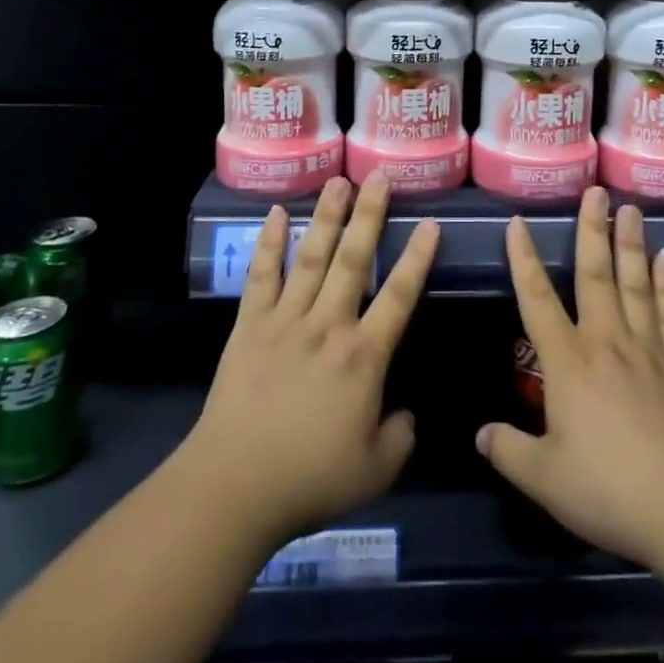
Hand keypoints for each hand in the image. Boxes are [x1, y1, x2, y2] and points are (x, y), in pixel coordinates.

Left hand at [182, 173, 438, 549]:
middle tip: (379, 176)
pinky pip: (261, 276)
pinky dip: (268, 243)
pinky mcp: (250, 325)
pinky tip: (275, 213)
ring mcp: (286, 320)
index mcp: (363, 357)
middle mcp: (328, 325)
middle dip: (369, 215)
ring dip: (326, 216)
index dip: (417, 259)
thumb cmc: (309, 479)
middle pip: (354, 259)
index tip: (430, 223)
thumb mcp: (376, 472)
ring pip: (311, 257)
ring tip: (337, 181)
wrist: (234, 486)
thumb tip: (407, 413)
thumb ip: (400, 436)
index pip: (399, 297)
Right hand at [476, 187, 663, 569]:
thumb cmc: (608, 489)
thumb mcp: (545, 479)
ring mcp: (646, 350)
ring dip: (631, 243)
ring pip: (636, 284)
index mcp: (568, 362)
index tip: (519, 222)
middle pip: (596, 275)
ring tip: (630, 208)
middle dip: (591, 230)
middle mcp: (606, 342)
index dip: (524, 259)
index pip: (537, 299)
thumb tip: (480, 434)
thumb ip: (509, 452)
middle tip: (596, 190)